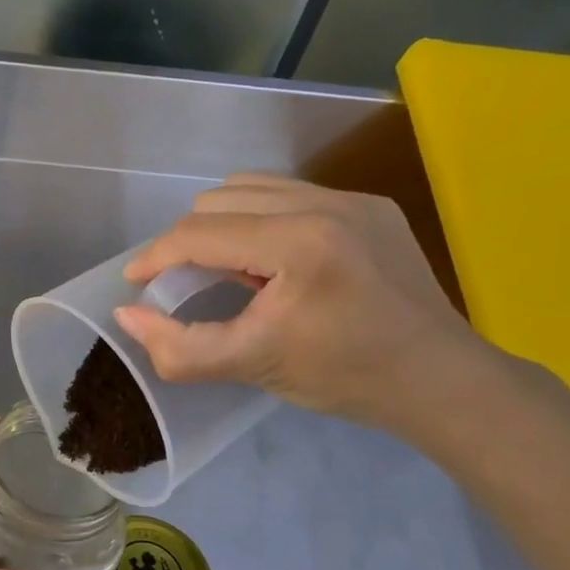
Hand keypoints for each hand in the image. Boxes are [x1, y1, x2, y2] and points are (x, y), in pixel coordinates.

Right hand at [114, 174, 492, 434]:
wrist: (442, 381)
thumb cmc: (345, 377)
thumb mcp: (252, 366)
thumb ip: (180, 347)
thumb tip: (127, 314)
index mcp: (298, 243)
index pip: (199, 233)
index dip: (156, 257)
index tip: (136, 282)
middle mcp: (324, 204)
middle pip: (217, 201)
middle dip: (188, 241)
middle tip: (187, 283)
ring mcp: (352, 198)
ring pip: (250, 188)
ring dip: (221, 223)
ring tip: (228, 267)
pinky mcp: (370, 204)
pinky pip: (289, 194)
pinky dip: (260, 219)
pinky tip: (272, 260)